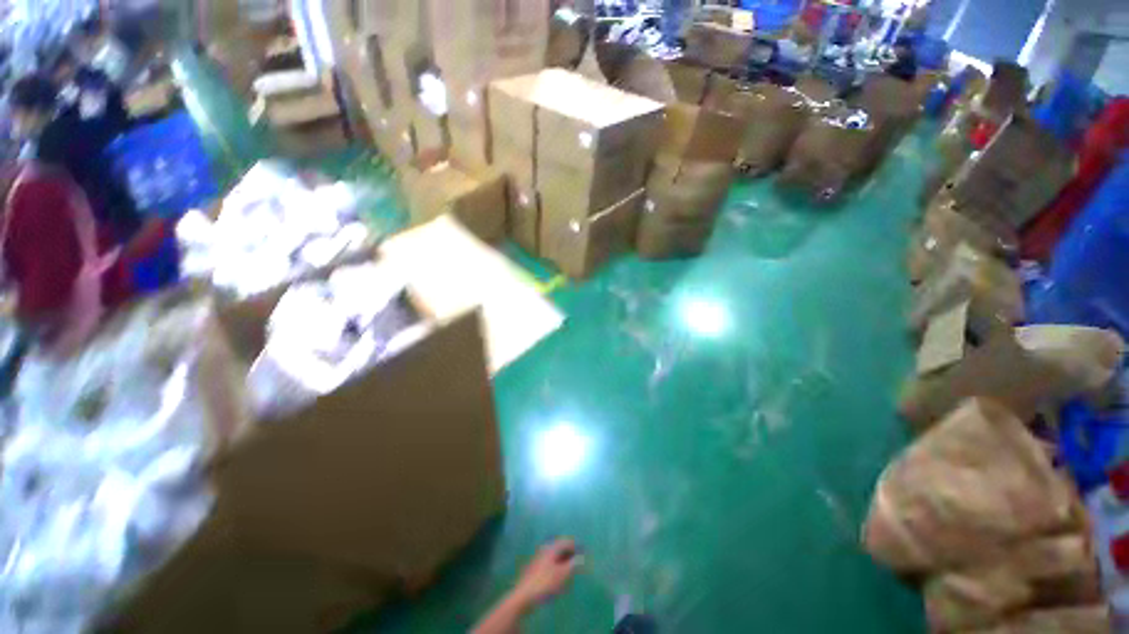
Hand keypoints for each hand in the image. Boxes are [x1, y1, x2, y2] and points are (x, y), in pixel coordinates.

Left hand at [512, 539, 582, 607]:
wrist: (524, 596)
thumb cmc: (545, 583)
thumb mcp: (563, 574)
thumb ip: (574, 565)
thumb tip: (582, 558)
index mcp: (552, 547)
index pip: (567, 541)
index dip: (577, 546)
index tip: (584, 553)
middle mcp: (545, 549)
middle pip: (560, 547)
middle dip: (570, 552)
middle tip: (578, 561)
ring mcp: (539, 558)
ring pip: (555, 555)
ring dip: (564, 560)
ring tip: (570, 570)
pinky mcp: (535, 568)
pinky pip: (550, 562)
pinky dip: (557, 566)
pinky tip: (559, 577)